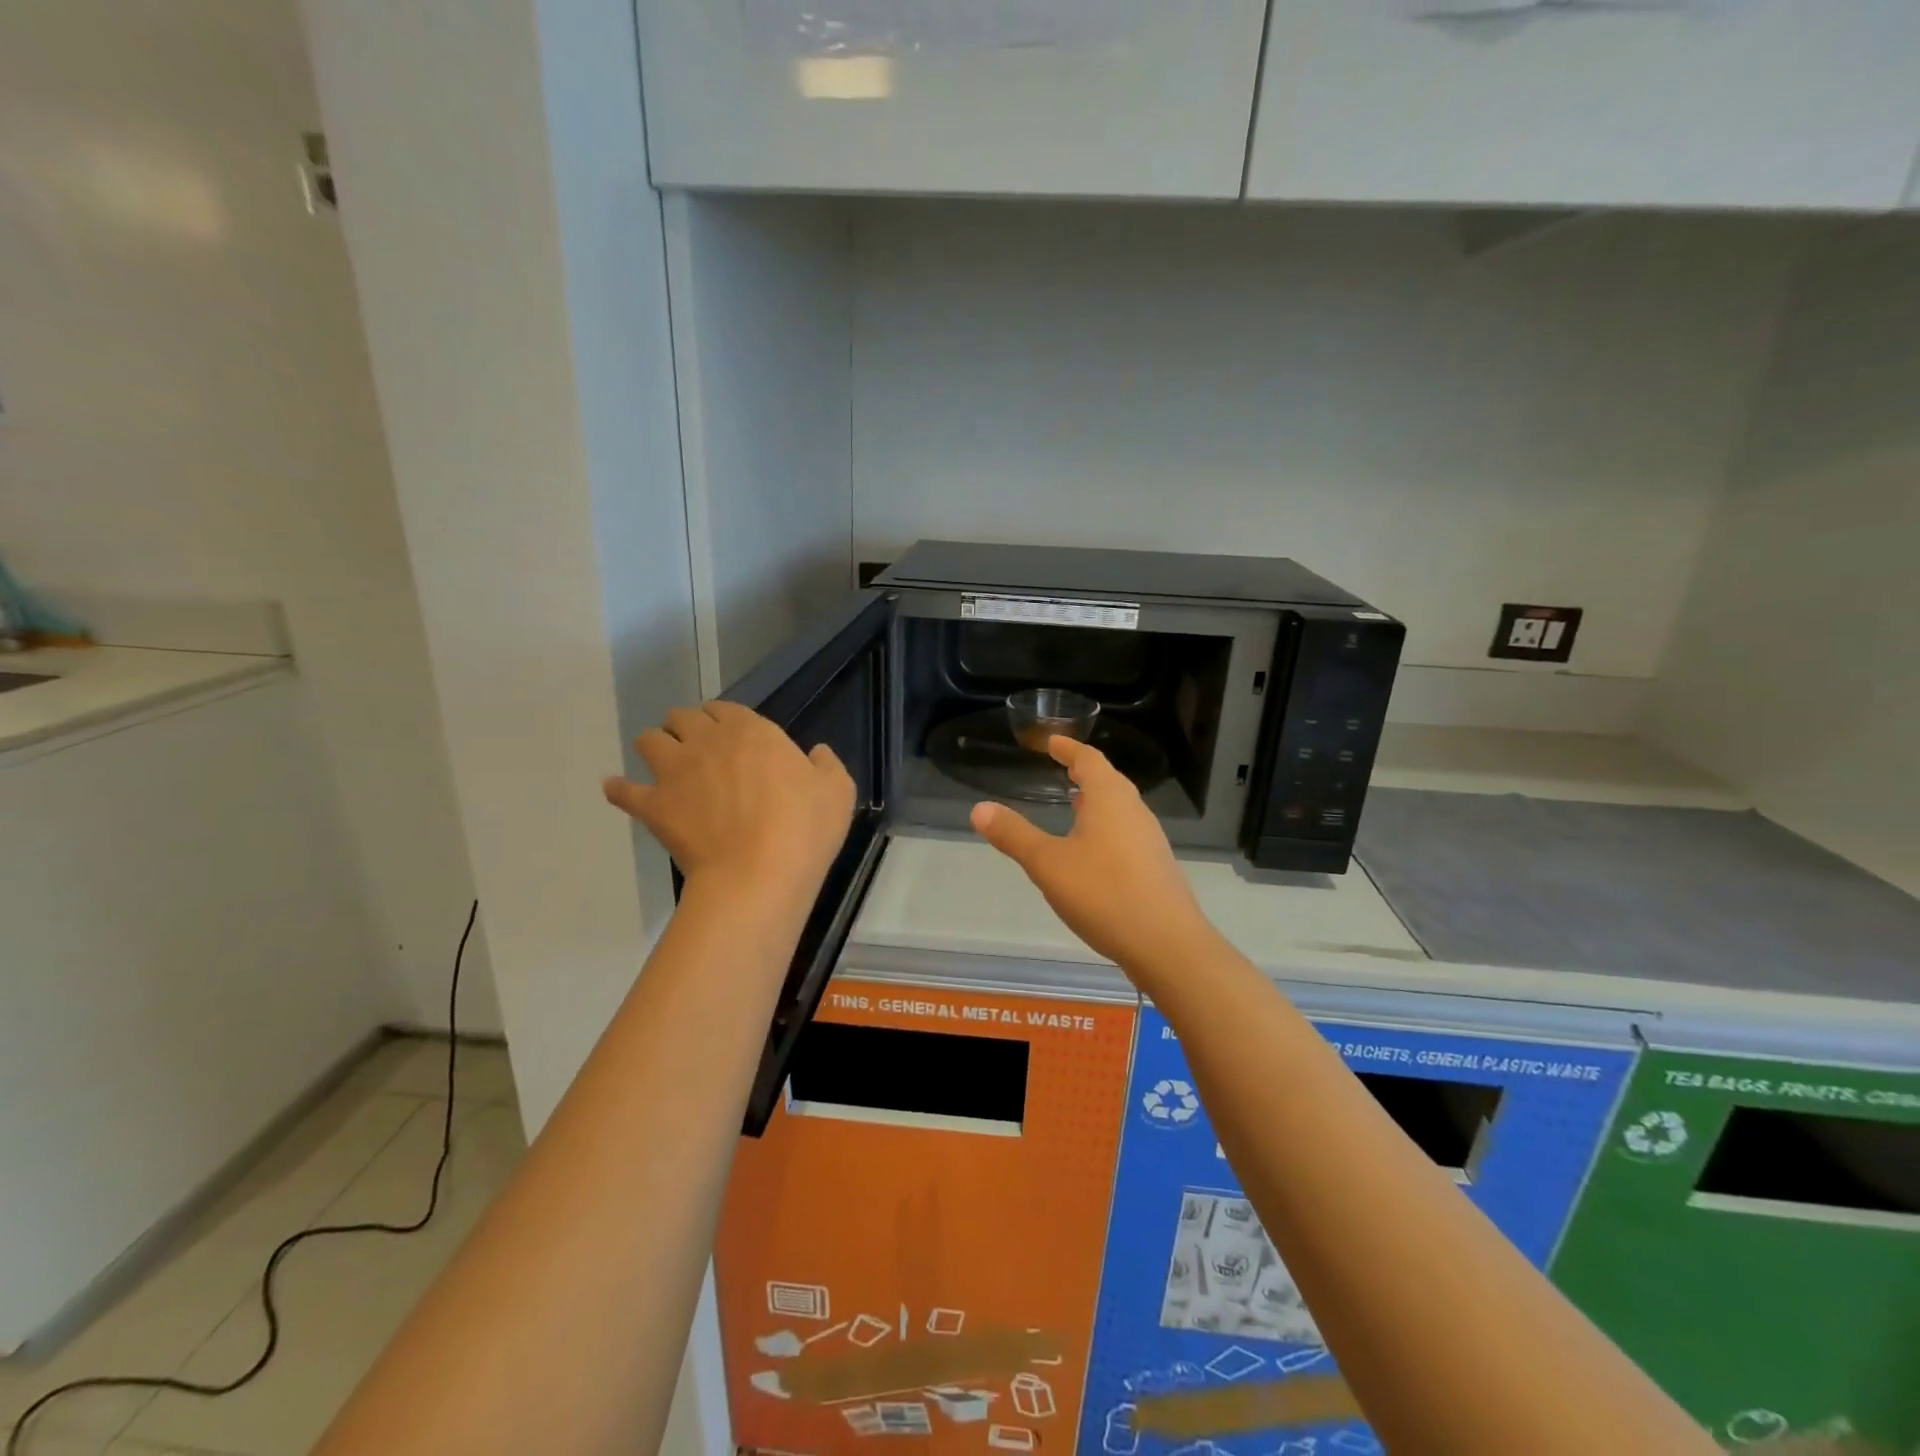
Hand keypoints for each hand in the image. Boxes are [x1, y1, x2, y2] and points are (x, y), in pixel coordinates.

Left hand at [603, 701, 854, 899]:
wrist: (758, 874)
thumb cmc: (804, 828)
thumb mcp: (837, 791)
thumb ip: (826, 764)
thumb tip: (816, 753)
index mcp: (751, 731)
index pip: (724, 708)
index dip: (723, 719)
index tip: (730, 736)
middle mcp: (707, 741)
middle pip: (681, 717)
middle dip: (685, 727)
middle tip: (697, 748)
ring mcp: (674, 772)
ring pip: (649, 741)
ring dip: (655, 746)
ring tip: (663, 764)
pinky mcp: (654, 806)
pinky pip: (623, 790)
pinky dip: (618, 789)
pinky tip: (616, 789)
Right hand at [969, 737, 1218, 974]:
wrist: (1167, 944)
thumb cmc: (1104, 894)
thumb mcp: (1048, 864)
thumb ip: (1014, 835)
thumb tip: (979, 809)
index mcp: (1110, 799)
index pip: (1089, 760)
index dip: (1068, 748)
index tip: (1051, 742)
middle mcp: (1134, 811)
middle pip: (1109, 781)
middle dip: (1085, 773)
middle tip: (1063, 769)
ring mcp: (1150, 840)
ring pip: (1120, 808)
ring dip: (1097, 801)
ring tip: (1075, 806)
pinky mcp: (1156, 867)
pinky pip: (1127, 833)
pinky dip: (1106, 828)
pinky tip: (1093, 852)